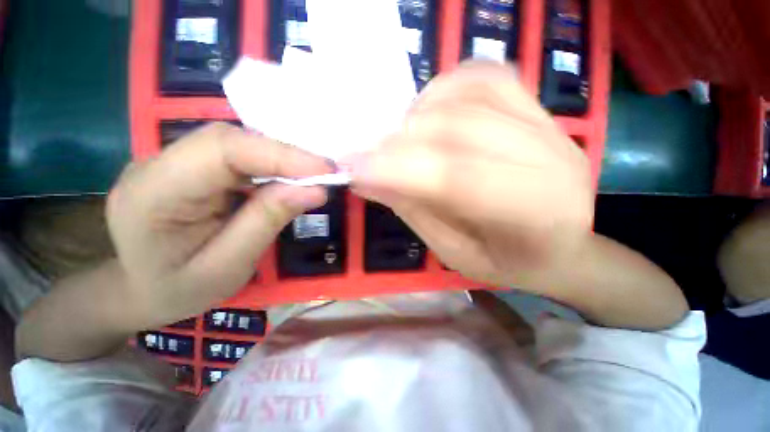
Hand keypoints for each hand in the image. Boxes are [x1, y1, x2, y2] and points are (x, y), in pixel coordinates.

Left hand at [107, 123, 331, 327]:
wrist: (140, 289)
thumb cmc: (178, 291)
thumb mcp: (229, 267)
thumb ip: (268, 221)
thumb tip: (316, 190)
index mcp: (153, 195)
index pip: (221, 151)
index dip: (280, 154)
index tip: (325, 169)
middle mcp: (155, 165)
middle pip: (229, 140)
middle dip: (285, 155)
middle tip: (326, 172)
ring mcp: (170, 161)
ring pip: (235, 143)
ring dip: (280, 158)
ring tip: (313, 176)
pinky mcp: (189, 165)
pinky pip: (236, 155)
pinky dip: (269, 165)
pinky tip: (287, 179)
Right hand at [348, 63, 593, 288]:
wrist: (564, 248)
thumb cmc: (509, 263)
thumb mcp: (455, 253)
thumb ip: (414, 212)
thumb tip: (367, 179)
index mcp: (533, 215)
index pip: (455, 177)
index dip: (397, 168)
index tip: (353, 169)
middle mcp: (550, 161)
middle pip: (459, 130)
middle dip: (399, 142)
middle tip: (369, 158)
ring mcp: (550, 128)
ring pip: (472, 93)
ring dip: (419, 114)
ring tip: (400, 140)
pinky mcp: (540, 110)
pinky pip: (487, 76)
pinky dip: (446, 87)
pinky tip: (429, 112)